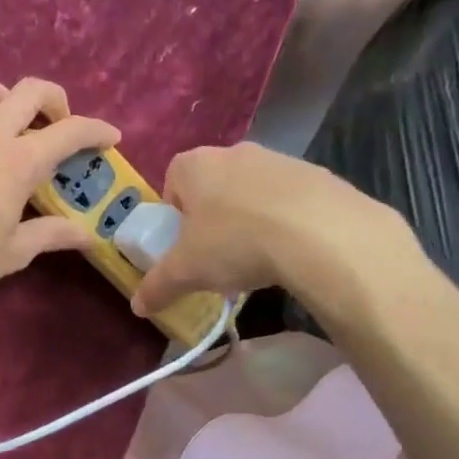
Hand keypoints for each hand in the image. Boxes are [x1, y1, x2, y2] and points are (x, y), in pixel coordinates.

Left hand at [0, 73, 118, 307]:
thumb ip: (52, 235)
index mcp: (19, 161)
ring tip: (3, 121)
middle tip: (57, 123)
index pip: (70, 132)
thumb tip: (89, 237)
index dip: (96, 130)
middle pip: (29, 90)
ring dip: (0, 96)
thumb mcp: (14, 252)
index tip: (109, 137)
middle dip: (54, 99)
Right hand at [130, 142, 417, 324]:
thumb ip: (157, 286)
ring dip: (250, 218)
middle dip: (213, 217)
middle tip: (218, 254)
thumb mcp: (186, 271)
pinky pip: (290, 199)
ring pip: (253, 191)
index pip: (172, 182)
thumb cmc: (235, 242)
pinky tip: (292, 251)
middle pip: (213, 186)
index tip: (185, 244)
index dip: (175, 215)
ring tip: (259, 258)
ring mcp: (279, 159)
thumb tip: (137, 306)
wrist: (321, 233)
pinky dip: (287, 220)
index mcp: (194, 165)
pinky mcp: (317, 174)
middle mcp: (234, 152)